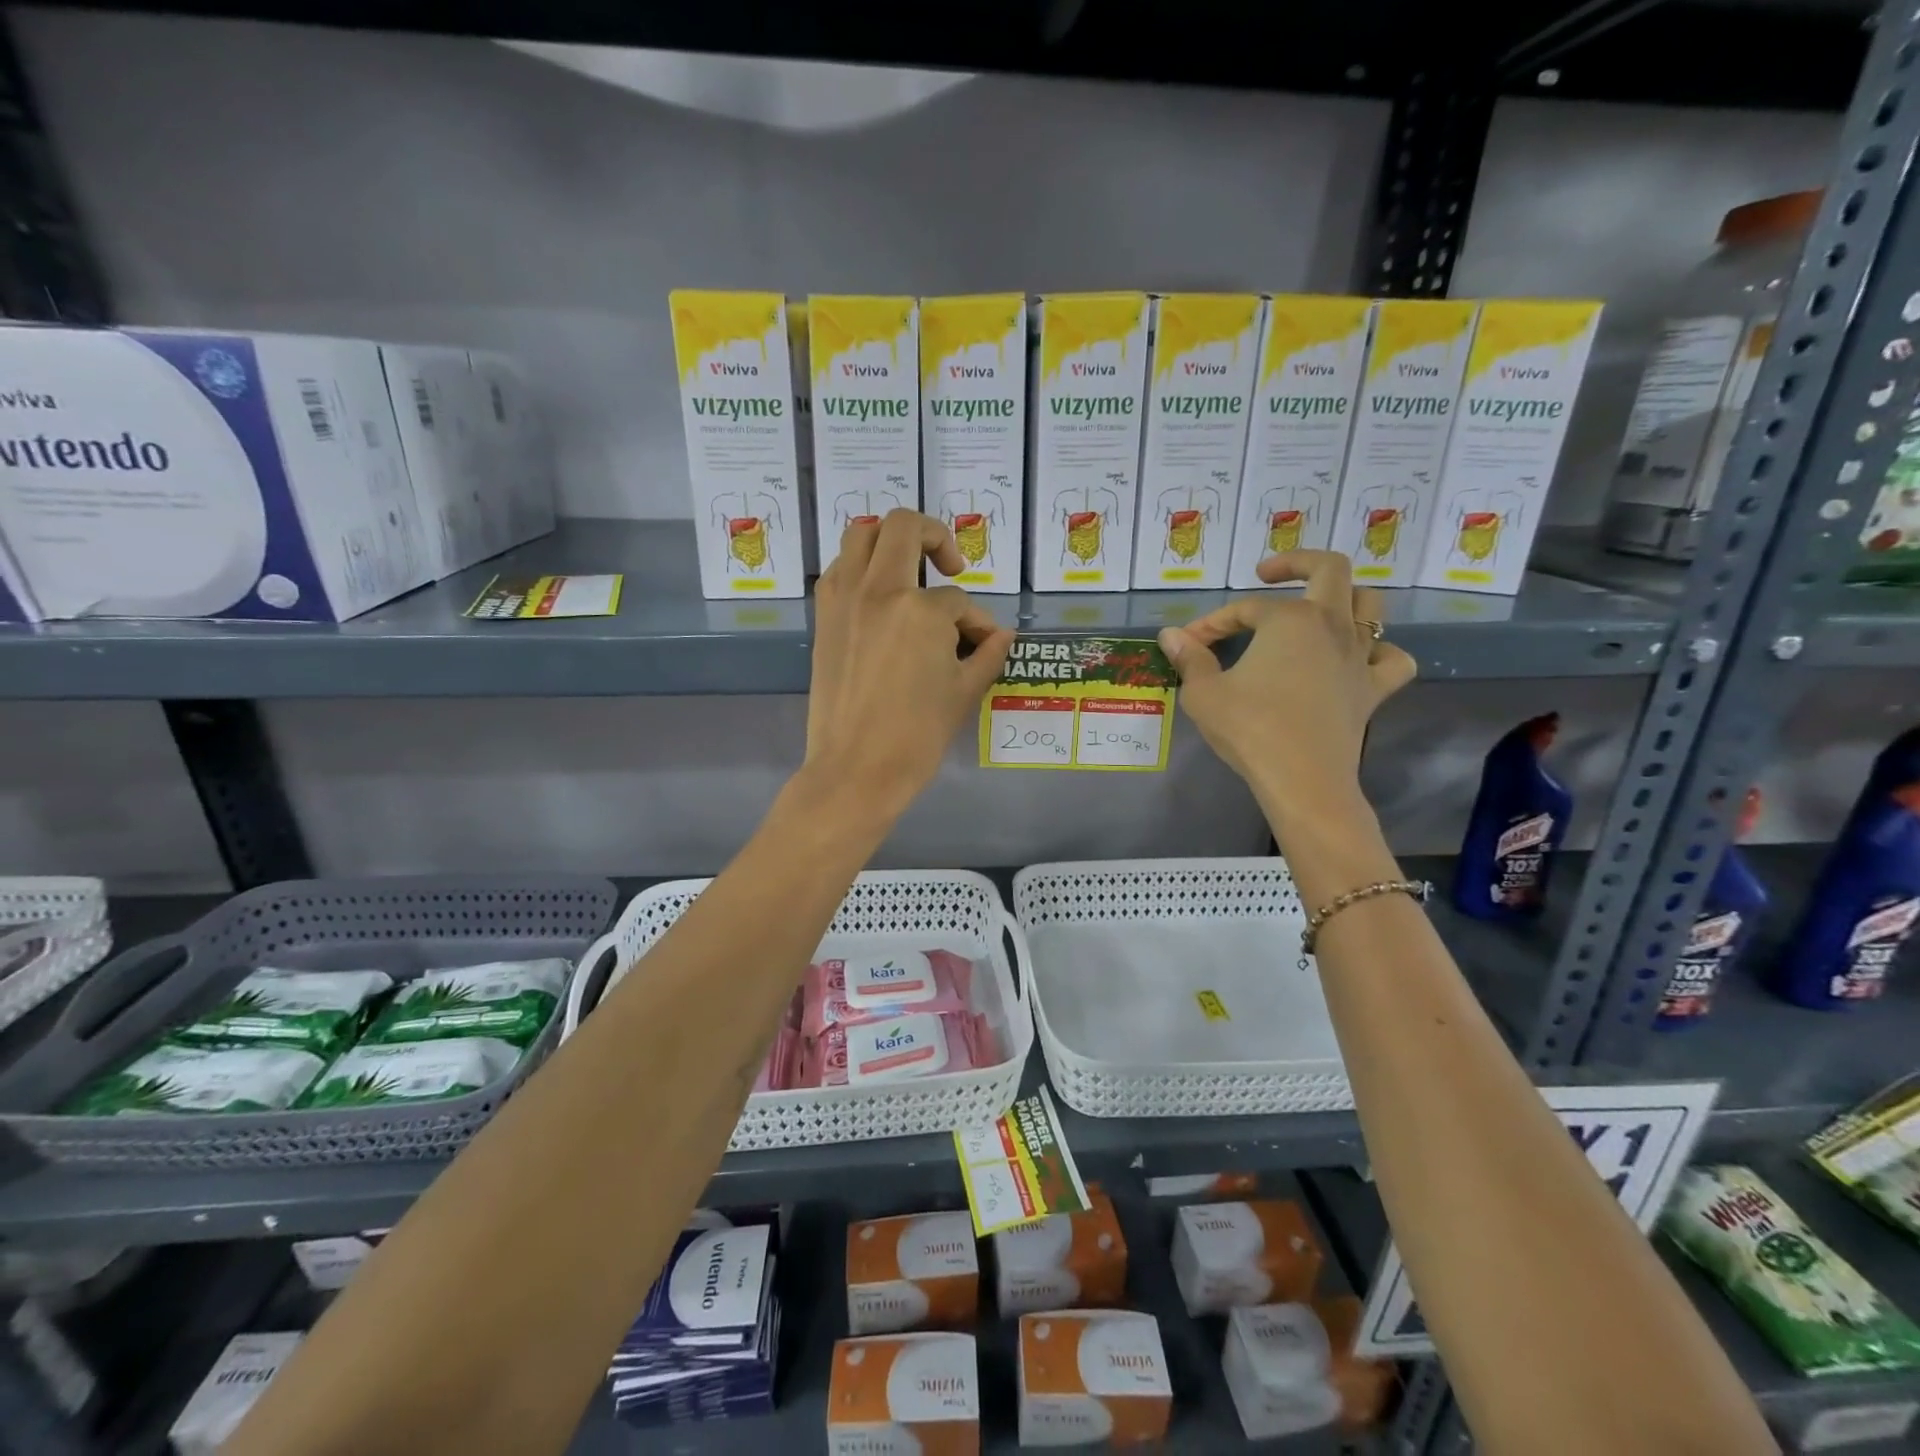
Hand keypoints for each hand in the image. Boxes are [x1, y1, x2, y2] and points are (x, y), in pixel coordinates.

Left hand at [804, 510, 1014, 823]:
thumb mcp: (964, 692)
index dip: (977, 621)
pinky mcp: (824, 616)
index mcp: (921, 610)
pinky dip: (860, 567)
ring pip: (861, 535)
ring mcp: (845, 599)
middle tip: (950, 566)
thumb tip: (1002, 635)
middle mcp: (879, 590)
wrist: (856, 769)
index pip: (958, 601)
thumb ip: (987, 654)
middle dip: (935, 537)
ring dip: (889, 541)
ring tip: (909, 570)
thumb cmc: (917, 735)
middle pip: (904, 528)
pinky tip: (878, 596)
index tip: (982, 642)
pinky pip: (839, 568)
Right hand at [1158, 550, 1415, 826]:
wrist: (1302, 779)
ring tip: (1315, 609)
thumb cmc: (1249, 729)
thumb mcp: (1203, 693)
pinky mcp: (1374, 689)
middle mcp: (1331, 625)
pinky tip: (1358, 659)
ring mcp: (1359, 656)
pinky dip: (1379, 652)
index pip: (1243, 609)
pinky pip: (1391, 659)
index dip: (1211, 623)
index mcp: (1289, 619)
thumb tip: (1170, 635)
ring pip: (1369, 605)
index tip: (1188, 643)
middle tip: (1267, 575)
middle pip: (1329, 570)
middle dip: (1295, 563)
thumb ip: (1190, 659)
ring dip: (1343, 598)